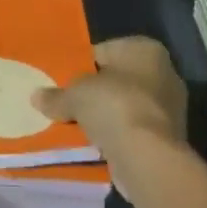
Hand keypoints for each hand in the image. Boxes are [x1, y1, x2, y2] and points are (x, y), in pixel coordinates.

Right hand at [34, 36, 186, 198]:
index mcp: (145, 49)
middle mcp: (164, 73)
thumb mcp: (76, 95)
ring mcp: (170, 109)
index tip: (65, 82)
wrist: (148, 158)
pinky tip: (97, 146)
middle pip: (118, 80)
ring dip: (107, 118)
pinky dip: (118, 137)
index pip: (105, 51)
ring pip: (126, 107)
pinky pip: (134, 131)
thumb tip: (36, 97)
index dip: (82, 67)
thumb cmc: (114, 106)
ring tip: (79, 128)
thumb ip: (57, 95)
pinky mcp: (169, 140)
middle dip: (96, 93)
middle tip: (70, 105)